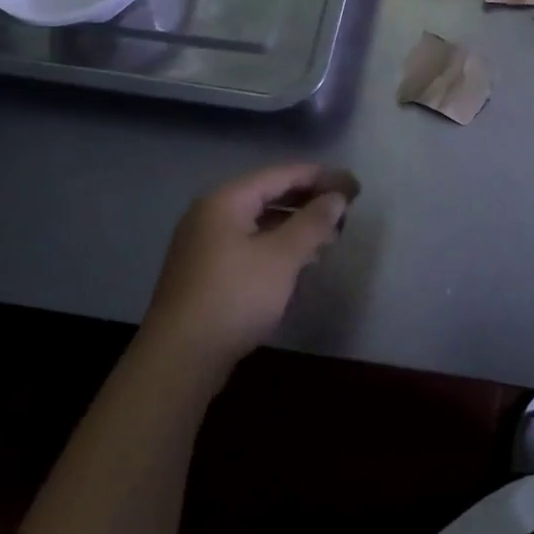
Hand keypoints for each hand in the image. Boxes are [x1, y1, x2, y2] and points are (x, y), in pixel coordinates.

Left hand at [144, 163, 351, 383]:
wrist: (179, 360)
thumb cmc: (234, 297)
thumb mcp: (282, 257)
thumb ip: (313, 222)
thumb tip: (337, 197)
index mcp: (226, 201)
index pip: (281, 174)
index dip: (320, 177)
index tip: (354, 186)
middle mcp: (211, 214)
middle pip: (269, 194)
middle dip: (309, 200)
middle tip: (346, 209)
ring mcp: (205, 244)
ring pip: (260, 221)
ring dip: (296, 224)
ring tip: (331, 235)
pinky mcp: (206, 271)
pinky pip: (250, 243)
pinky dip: (278, 244)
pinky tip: (301, 260)